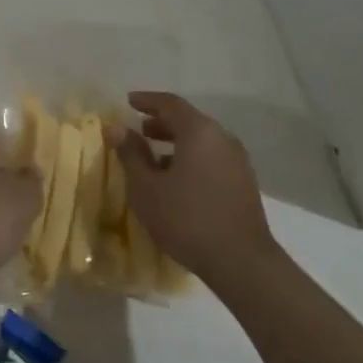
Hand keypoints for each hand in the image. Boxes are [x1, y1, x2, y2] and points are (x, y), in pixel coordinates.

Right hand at [109, 91, 277, 290]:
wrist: (241, 262)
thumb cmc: (186, 219)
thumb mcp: (146, 187)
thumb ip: (131, 154)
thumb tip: (117, 127)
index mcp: (199, 132)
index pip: (170, 103)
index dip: (147, 100)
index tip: (128, 102)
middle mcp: (222, 138)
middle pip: (189, 120)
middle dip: (161, 122)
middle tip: (139, 130)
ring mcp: (237, 161)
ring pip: (202, 141)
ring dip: (176, 142)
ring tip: (154, 158)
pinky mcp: (244, 182)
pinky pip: (212, 158)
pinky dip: (192, 158)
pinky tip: (177, 180)